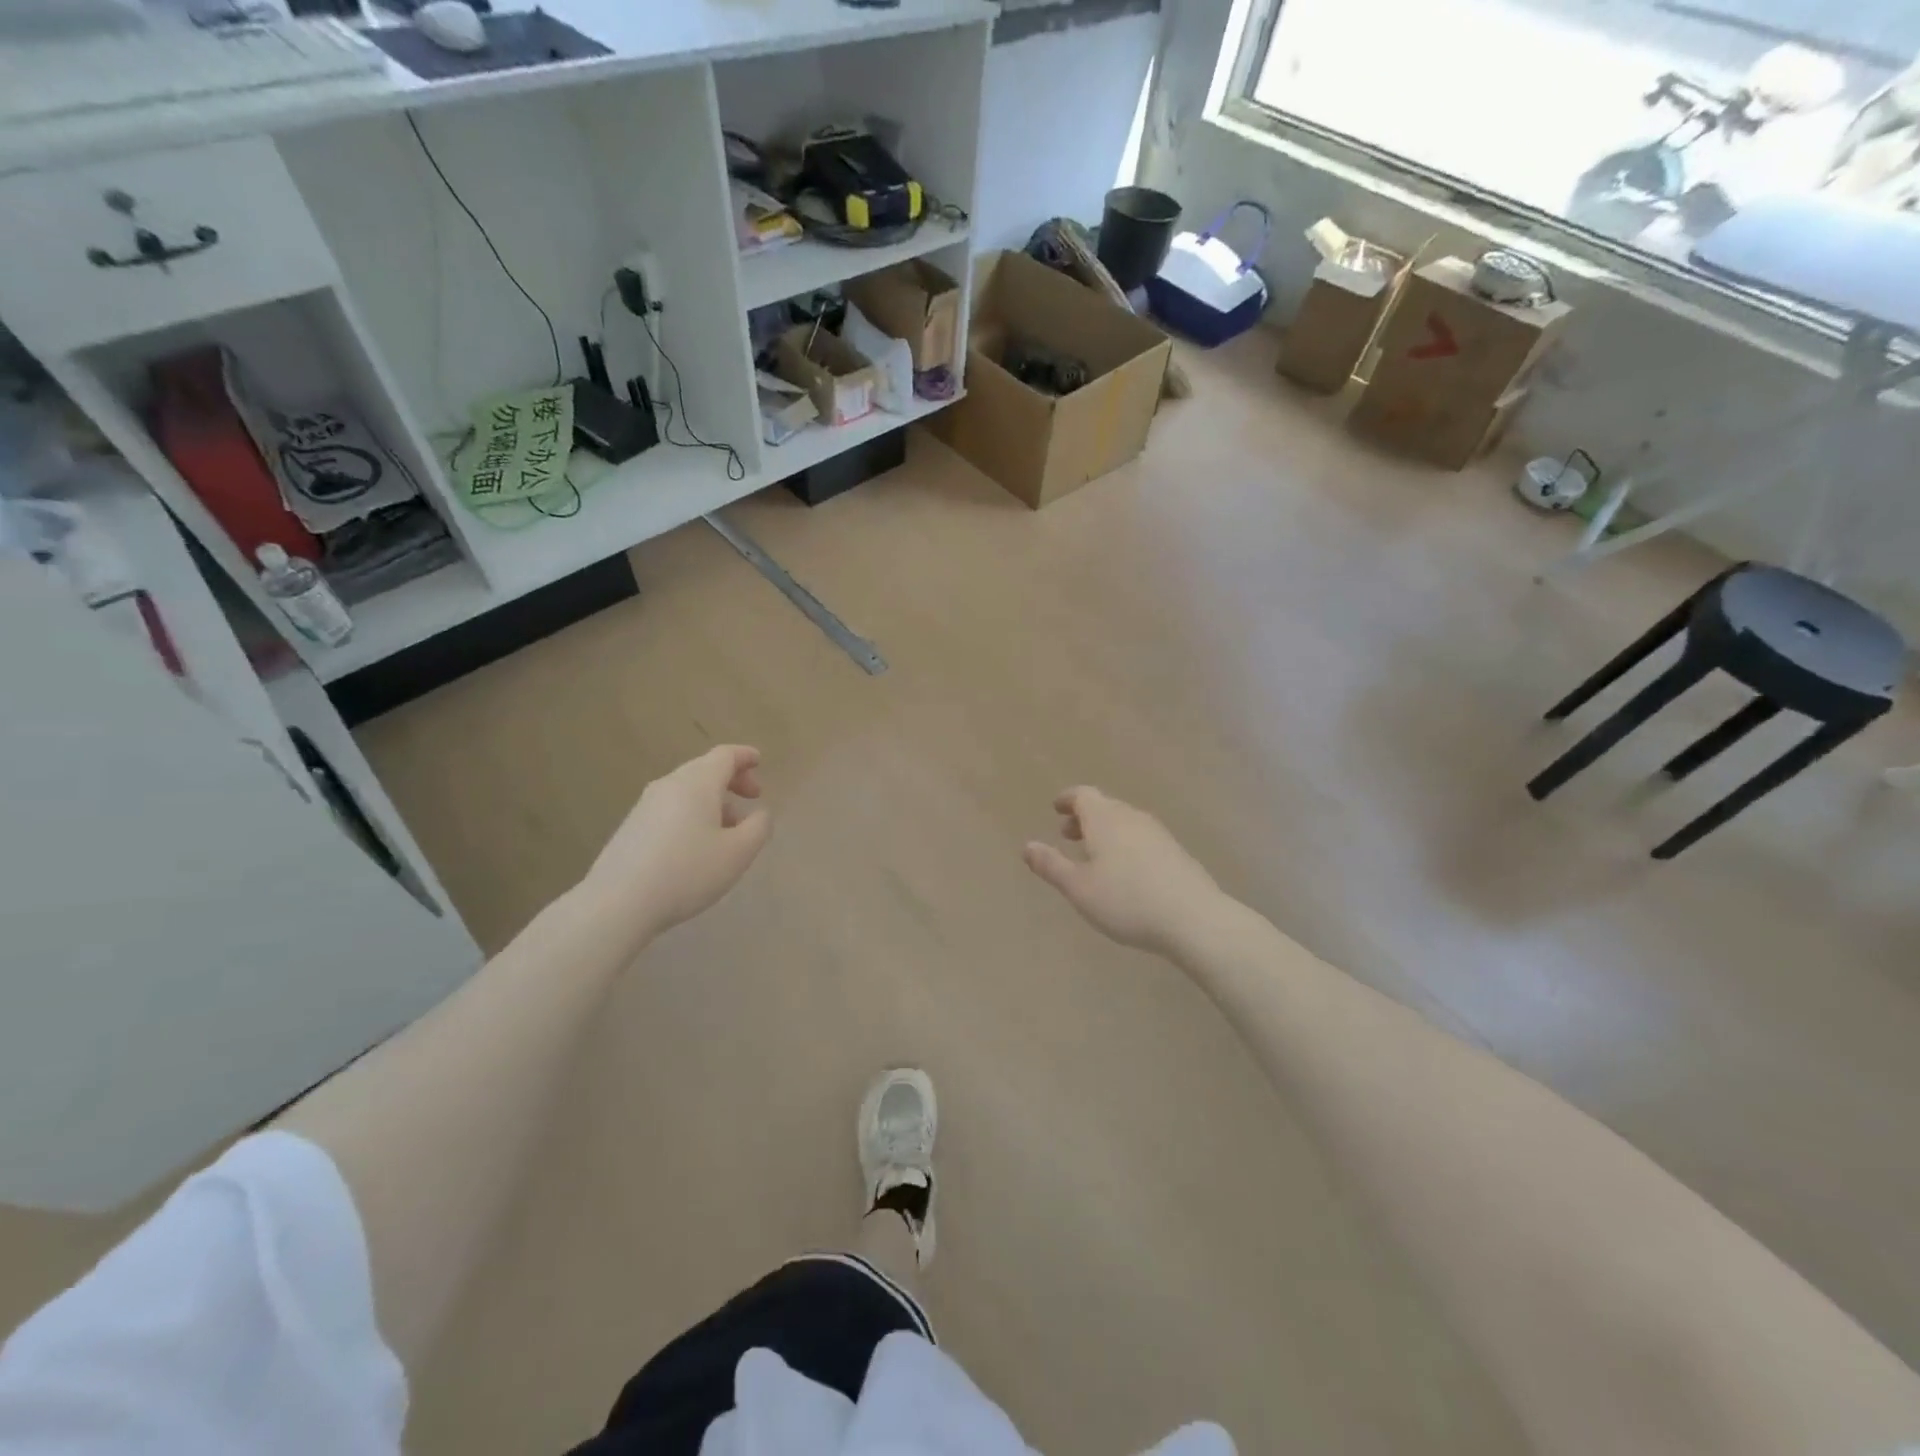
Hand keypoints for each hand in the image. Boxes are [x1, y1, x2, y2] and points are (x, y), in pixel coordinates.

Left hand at [580, 745, 771, 946]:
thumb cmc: (687, 872)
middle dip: (732, 779)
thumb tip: (759, 813)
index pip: (725, 755)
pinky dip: (692, 814)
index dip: (745, 756)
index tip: (760, 762)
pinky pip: (670, 808)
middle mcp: (669, 785)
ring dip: (713, 801)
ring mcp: (645, 806)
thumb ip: (758, 827)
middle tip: (753, 798)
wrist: (618, 903)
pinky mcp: (632, 827)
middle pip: (704, 769)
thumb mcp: (738, 853)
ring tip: (729, 829)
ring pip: (687, 790)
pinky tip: (697, 845)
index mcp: (697, 783)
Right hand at [1023, 787, 1224, 955]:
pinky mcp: (1175, 852)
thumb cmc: (1126, 901)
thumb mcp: (1078, 888)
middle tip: (1067, 834)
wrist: (1193, 918)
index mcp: (1105, 819)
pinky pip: (1141, 837)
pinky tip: (1125, 871)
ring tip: (1093, 855)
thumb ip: (1051, 865)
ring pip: (1124, 822)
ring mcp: (1157, 833)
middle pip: (1105, 806)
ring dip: (1105, 831)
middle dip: (1084, 817)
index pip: (1083, 795)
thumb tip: (1027, 845)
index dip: (1068, 800)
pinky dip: (1125, 844)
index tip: (1056, 808)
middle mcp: (1131, 817)